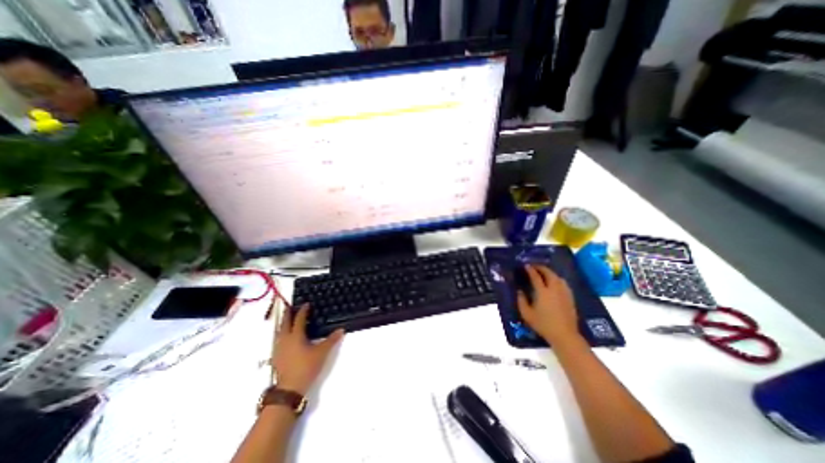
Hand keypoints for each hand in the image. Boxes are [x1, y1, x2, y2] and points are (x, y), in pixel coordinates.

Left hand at [273, 303, 342, 393]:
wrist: (289, 389)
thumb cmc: (306, 367)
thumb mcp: (322, 353)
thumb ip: (331, 340)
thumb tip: (341, 330)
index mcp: (296, 335)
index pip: (299, 319)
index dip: (303, 310)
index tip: (306, 304)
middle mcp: (285, 339)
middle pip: (285, 323)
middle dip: (288, 314)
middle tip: (291, 307)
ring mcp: (278, 348)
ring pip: (279, 331)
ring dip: (283, 323)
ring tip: (287, 319)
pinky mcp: (276, 356)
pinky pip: (278, 339)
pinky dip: (282, 333)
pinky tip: (285, 337)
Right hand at [513, 266, 577, 344]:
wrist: (564, 335)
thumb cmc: (543, 324)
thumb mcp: (527, 314)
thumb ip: (521, 301)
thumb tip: (519, 291)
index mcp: (542, 292)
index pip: (536, 276)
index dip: (530, 270)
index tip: (526, 266)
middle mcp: (554, 289)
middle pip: (549, 273)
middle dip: (541, 268)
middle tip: (535, 267)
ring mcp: (564, 293)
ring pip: (558, 277)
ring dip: (550, 272)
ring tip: (544, 273)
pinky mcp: (570, 298)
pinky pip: (564, 283)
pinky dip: (557, 279)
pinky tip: (555, 282)